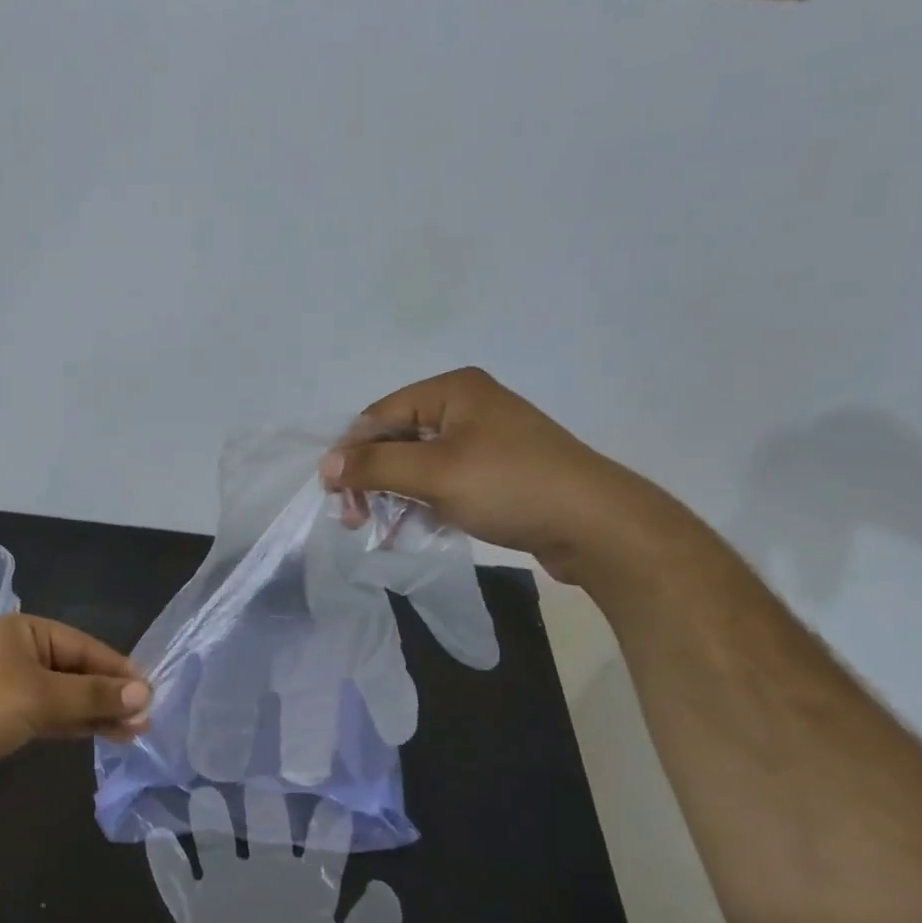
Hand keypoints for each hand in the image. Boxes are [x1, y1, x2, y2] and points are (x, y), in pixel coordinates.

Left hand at [0, 614, 150, 794]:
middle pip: (77, 671)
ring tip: (134, 732)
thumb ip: (94, 696)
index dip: (119, 670)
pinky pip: (50, 714)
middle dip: (110, 695)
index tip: (151, 693)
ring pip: (65, 695)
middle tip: (146, 719)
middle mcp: (20, 652)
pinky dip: (75, 723)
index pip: (85, 647)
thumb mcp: (43, 697)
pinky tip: (103, 734)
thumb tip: (144, 694)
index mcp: (26, 632)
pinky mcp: (6, 715)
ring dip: (97, 712)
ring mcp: (12, 684)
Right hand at [319, 367, 671, 584]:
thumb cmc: (509, 486)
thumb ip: (375, 466)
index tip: (336, 496)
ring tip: (382, 531)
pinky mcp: (495, 470)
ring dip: (394, 496)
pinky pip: (442, 480)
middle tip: (355, 519)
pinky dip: (422, 503)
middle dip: (372, 479)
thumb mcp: (434, 474)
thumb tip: (325, 465)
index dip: (351, 454)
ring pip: (417, 464)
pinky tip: (411, 530)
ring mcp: (483, 439)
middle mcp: (466, 406)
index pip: (380, 415)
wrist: (596, 526)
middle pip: (397, 439)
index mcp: (453, 390)